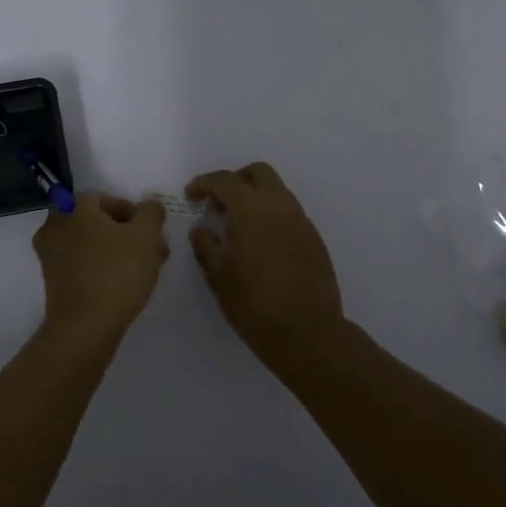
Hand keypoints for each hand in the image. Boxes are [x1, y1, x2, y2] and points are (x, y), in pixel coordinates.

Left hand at [32, 192, 168, 343]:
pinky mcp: (51, 279)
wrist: (84, 327)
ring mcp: (49, 253)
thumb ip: (151, 212)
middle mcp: (55, 224)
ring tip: (142, 270)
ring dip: (116, 251)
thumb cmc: (117, 273)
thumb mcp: (147, 236)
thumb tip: (150, 205)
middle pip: (98, 222)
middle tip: (151, 252)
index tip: (152, 234)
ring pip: (90, 243)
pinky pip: (80, 263)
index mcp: (74, 206)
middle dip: (127, 234)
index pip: (109, 199)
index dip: (135, 214)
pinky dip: (100, 267)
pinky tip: (121, 284)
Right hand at [186, 163, 343, 358]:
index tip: (192, 195)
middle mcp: (280, 205)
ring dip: (255, 198)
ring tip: (236, 226)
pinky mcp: (313, 238)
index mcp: (253, 209)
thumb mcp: (218, 275)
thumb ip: (205, 245)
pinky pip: (288, 213)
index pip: (225, 180)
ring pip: (276, 191)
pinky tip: (259, 243)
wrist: (307, 332)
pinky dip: (270, 216)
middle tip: (218, 203)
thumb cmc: (254, 303)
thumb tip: (201, 229)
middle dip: (235, 181)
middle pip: (258, 173)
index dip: (204, 183)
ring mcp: (301, 220)